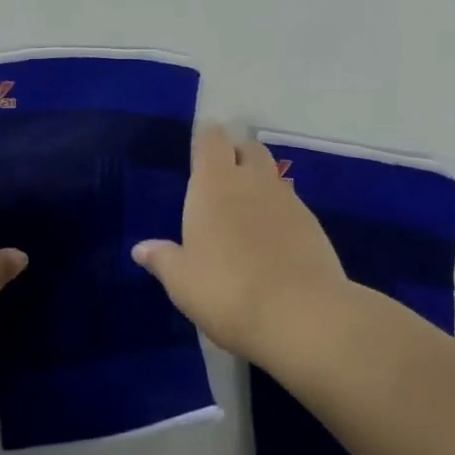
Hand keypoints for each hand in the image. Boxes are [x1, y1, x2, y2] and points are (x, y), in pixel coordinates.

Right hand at [132, 125, 348, 362]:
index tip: (198, 157)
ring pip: (272, 176)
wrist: (301, 316)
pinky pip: (291, 206)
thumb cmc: (227, 291)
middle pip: (249, 148)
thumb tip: (141, 249)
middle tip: (222, 186)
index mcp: (214, 184)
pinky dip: (279, 215)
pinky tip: (272, 246)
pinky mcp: (314, 225)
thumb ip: (163, 259)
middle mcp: (253, 181)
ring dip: (259, 187)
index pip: (212, 138)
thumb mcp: (182, 282)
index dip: (205, 141)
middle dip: (237, 157)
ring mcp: (288, 200)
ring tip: (246, 221)